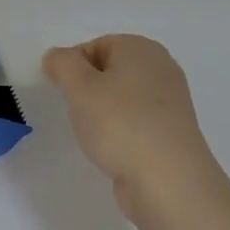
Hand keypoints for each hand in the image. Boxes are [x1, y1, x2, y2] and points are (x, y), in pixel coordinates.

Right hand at [43, 34, 223, 224]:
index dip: (73, 68)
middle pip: (109, 71)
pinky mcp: (172, 133)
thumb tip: (57, 57)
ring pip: (121, 98)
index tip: (66, 94)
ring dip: (103, 114)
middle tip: (79, 113)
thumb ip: (62, 63)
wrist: (169, 183)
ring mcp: (170, 103)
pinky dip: (121, 132)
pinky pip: (136, 122)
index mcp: (141, 48)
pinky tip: (115, 150)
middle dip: (88, 90)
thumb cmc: (121, 124)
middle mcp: (161, 68)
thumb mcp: (78, 87)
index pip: (94, 45)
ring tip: (97, 136)